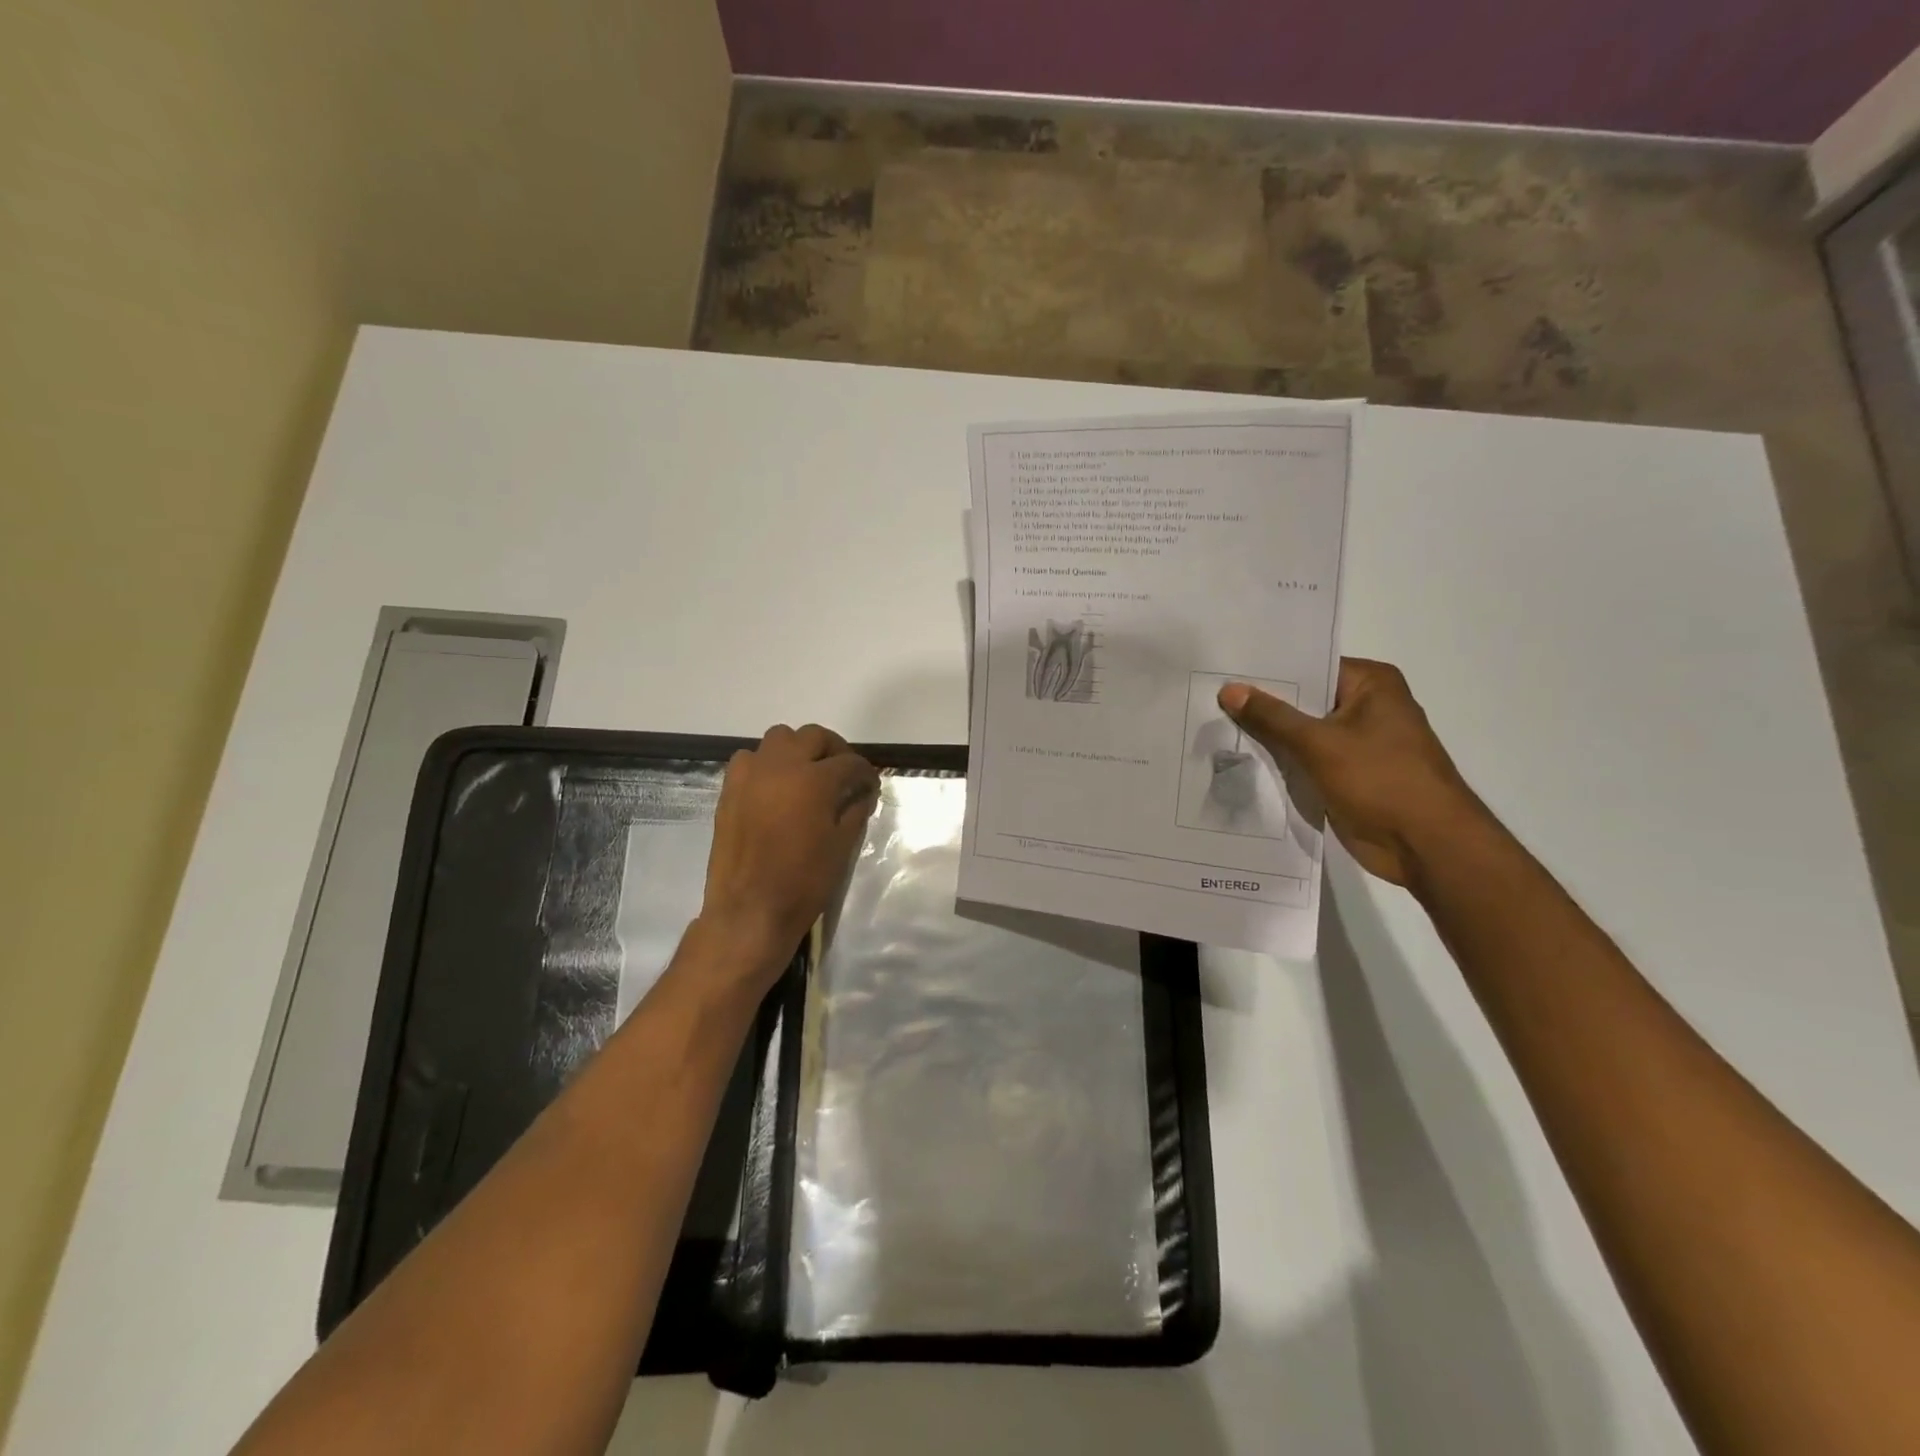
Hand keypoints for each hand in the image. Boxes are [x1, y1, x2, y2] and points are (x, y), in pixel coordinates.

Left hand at [699, 723, 879, 984]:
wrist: (749, 911)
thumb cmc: (804, 882)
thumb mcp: (842, 846)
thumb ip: (855, 810)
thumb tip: (863, 792)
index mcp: (814, 780)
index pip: (850, 762)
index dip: (865, 773)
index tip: (870, 786)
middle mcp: (781, 766)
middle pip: (813, 736)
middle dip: (834, 750)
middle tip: (843, 774)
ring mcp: (751, 774)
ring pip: (779, 738)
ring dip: (798, 750)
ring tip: (807, 775)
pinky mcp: (729, 789)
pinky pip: (750, 759)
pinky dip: (767, 764)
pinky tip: (776, 789)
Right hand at [1218, 658, 1488, 886]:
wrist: (1426, 845)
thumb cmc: (1381, 780)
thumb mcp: (1319, 743)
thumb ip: (1272, 717)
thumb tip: (1229, 689)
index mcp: (1371, 684)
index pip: (1308, 666)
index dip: (1266, 671)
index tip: (1222, 671)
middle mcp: (1366, 706)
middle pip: (1302, 699)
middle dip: (1260, 705)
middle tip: (1207, 698)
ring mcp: (1357, 743)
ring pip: (1301, 732)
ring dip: (1268, 737)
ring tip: (1211, 726)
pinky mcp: (1347, 774)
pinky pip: (1305, 760)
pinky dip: (1281, 762)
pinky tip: (1238, 759)